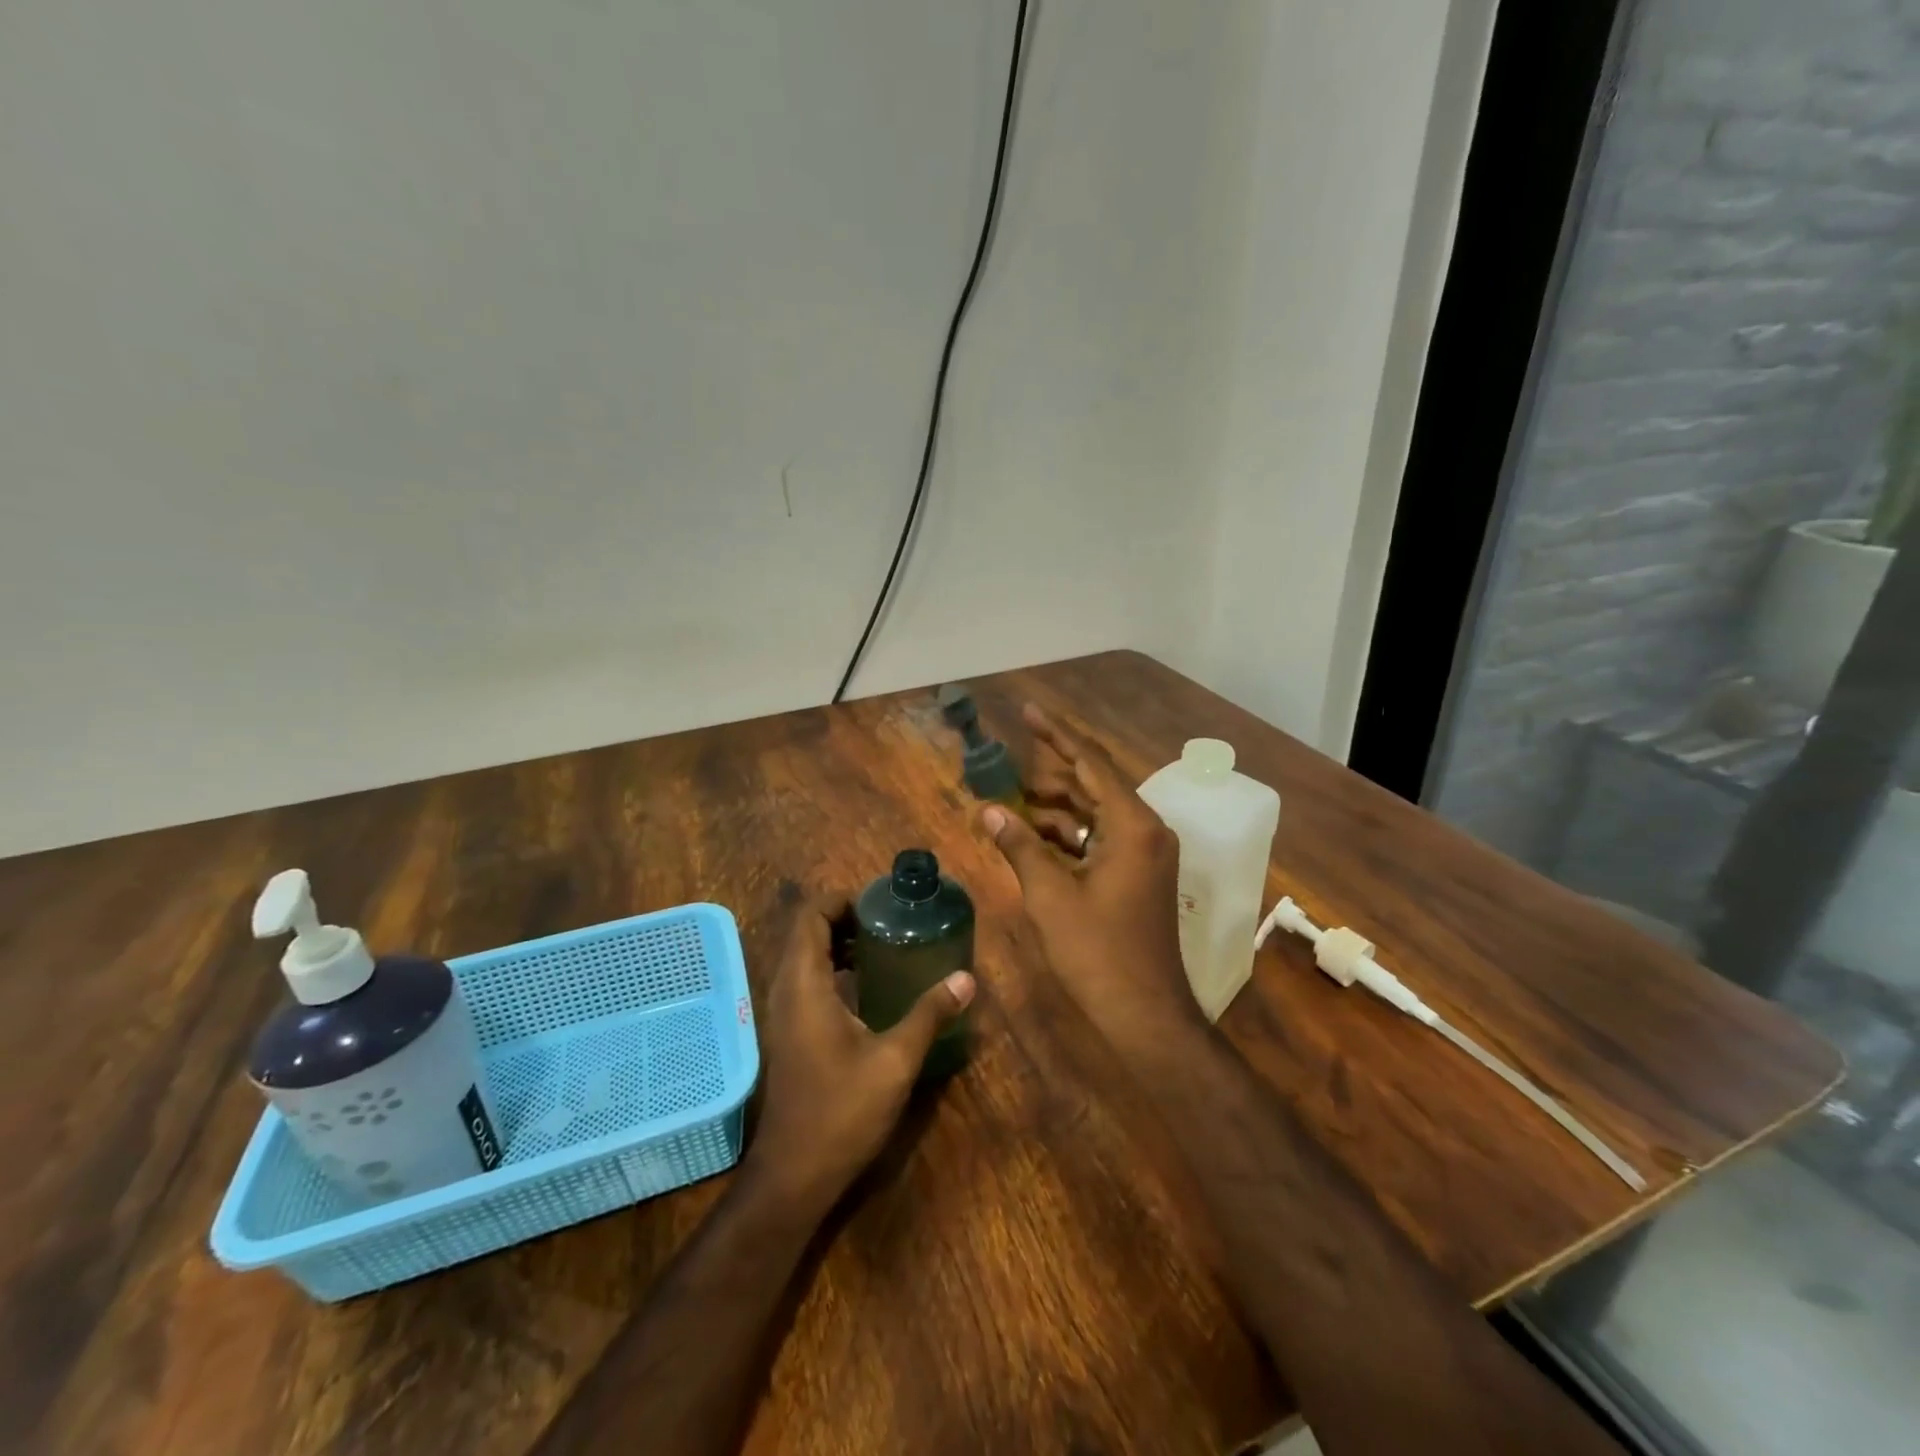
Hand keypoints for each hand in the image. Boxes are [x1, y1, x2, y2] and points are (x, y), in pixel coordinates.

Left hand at [745, 894, 973, 1214]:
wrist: (793, 1175)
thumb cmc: (841, 1111)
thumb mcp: (895, 1060)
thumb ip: (929, 1014)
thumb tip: (966, 978)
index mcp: (805, 984)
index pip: (811, 915)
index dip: (842, 899)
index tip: (881, 903)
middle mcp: (785, 989)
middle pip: (807, 932)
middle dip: (846, 918)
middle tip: (890, 922)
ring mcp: (782, 1013)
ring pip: (805, 957)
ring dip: (839, 944)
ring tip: (884, 948)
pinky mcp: (788, 1033)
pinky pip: (806, 981)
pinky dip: (832, 969)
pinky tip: (868, 988)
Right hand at [981, 704, 1199, 1045]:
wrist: (1144, 1013)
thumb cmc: (1097, 952)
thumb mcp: (1050, 896)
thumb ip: (1020, 846)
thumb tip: (990, 809)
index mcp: (1133, 825)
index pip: (1090, 763)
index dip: (1055, 735)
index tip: (1027, 711)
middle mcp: (1145, 830)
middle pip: (1093, 784)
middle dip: (1050, 773)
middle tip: (1008, 759)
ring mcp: (1145, 854)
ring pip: (1095, 814)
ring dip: (1055, 807)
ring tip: (1010, 801)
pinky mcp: (1138, 875)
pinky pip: (1100, 839)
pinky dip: (1068, 836)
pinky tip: (1032, 838)